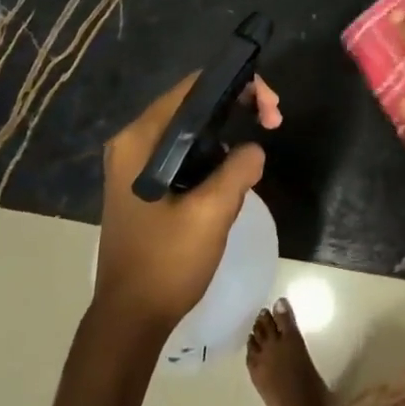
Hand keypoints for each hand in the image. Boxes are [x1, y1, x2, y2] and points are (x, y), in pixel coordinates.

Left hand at [93, 73, 280, 336]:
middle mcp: (133, 143)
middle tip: (273, 121)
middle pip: (192, 105)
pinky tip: (234, 168)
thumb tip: (254, 149)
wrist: (131, 319)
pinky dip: (212, 152)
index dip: (236, 86)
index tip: (269, 106)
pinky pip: (184, 153)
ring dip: (227, 131)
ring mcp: (135, 165)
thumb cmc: (166, 262)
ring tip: (260, 140)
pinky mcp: (145, 185)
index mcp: (140, 140)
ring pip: (191, 130)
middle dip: (236, 106)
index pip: (192, 88)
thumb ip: (239, 169)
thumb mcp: (211, 212)